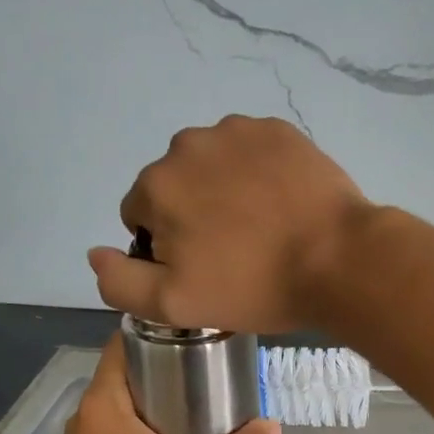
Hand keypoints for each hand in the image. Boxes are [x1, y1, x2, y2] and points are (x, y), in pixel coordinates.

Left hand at [46, 333, 280, 433]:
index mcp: (101, 407)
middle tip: (218, 372)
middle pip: (132, 376)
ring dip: (167, 404)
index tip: (201, 335)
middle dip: (173, 370)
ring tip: (213, 407)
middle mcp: (87, 421)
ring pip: (132, 409)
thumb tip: (274, 427)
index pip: (123, 345)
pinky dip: (156, 432)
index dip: (160, 333)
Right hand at [88, 115, 373, 332]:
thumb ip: (119, 281)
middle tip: (234, 251)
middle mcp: (188, 145)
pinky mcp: (278, 130)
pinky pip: (251, 153)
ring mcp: (237, 131)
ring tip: (262, 228)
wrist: (338, 259)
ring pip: (213, 166)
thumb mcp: (174, 304)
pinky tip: (282, 204)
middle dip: (192, 215)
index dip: (165, 247)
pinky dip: (258, 173)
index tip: (203, 268)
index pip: (140, 217)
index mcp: (157, 185)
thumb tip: (95, 252)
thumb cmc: (254, 286)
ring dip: (224, 190)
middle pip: (175, 186)